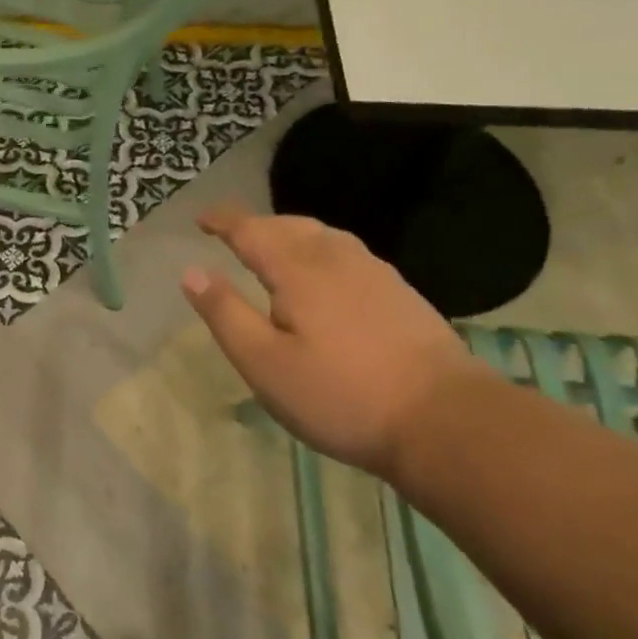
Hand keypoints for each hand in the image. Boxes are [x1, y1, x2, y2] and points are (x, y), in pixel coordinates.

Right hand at [181, 203, 481, 478]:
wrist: (446, 420)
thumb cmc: (341, 396)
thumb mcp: (265, 364)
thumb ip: (225, 314)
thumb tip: (191, 272)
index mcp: (298, 270)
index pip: (251, 230)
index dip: (223, 221)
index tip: (201, 218)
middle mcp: (336, 258)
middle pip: (289, 226)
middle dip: (256, 225)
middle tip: (232, 235)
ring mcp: (375, 272)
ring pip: (323, 236)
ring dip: (290, 233)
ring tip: (274, 248)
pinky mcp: (400, 292)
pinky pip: (347, 252)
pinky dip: (320, 249)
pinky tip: (325, 275)